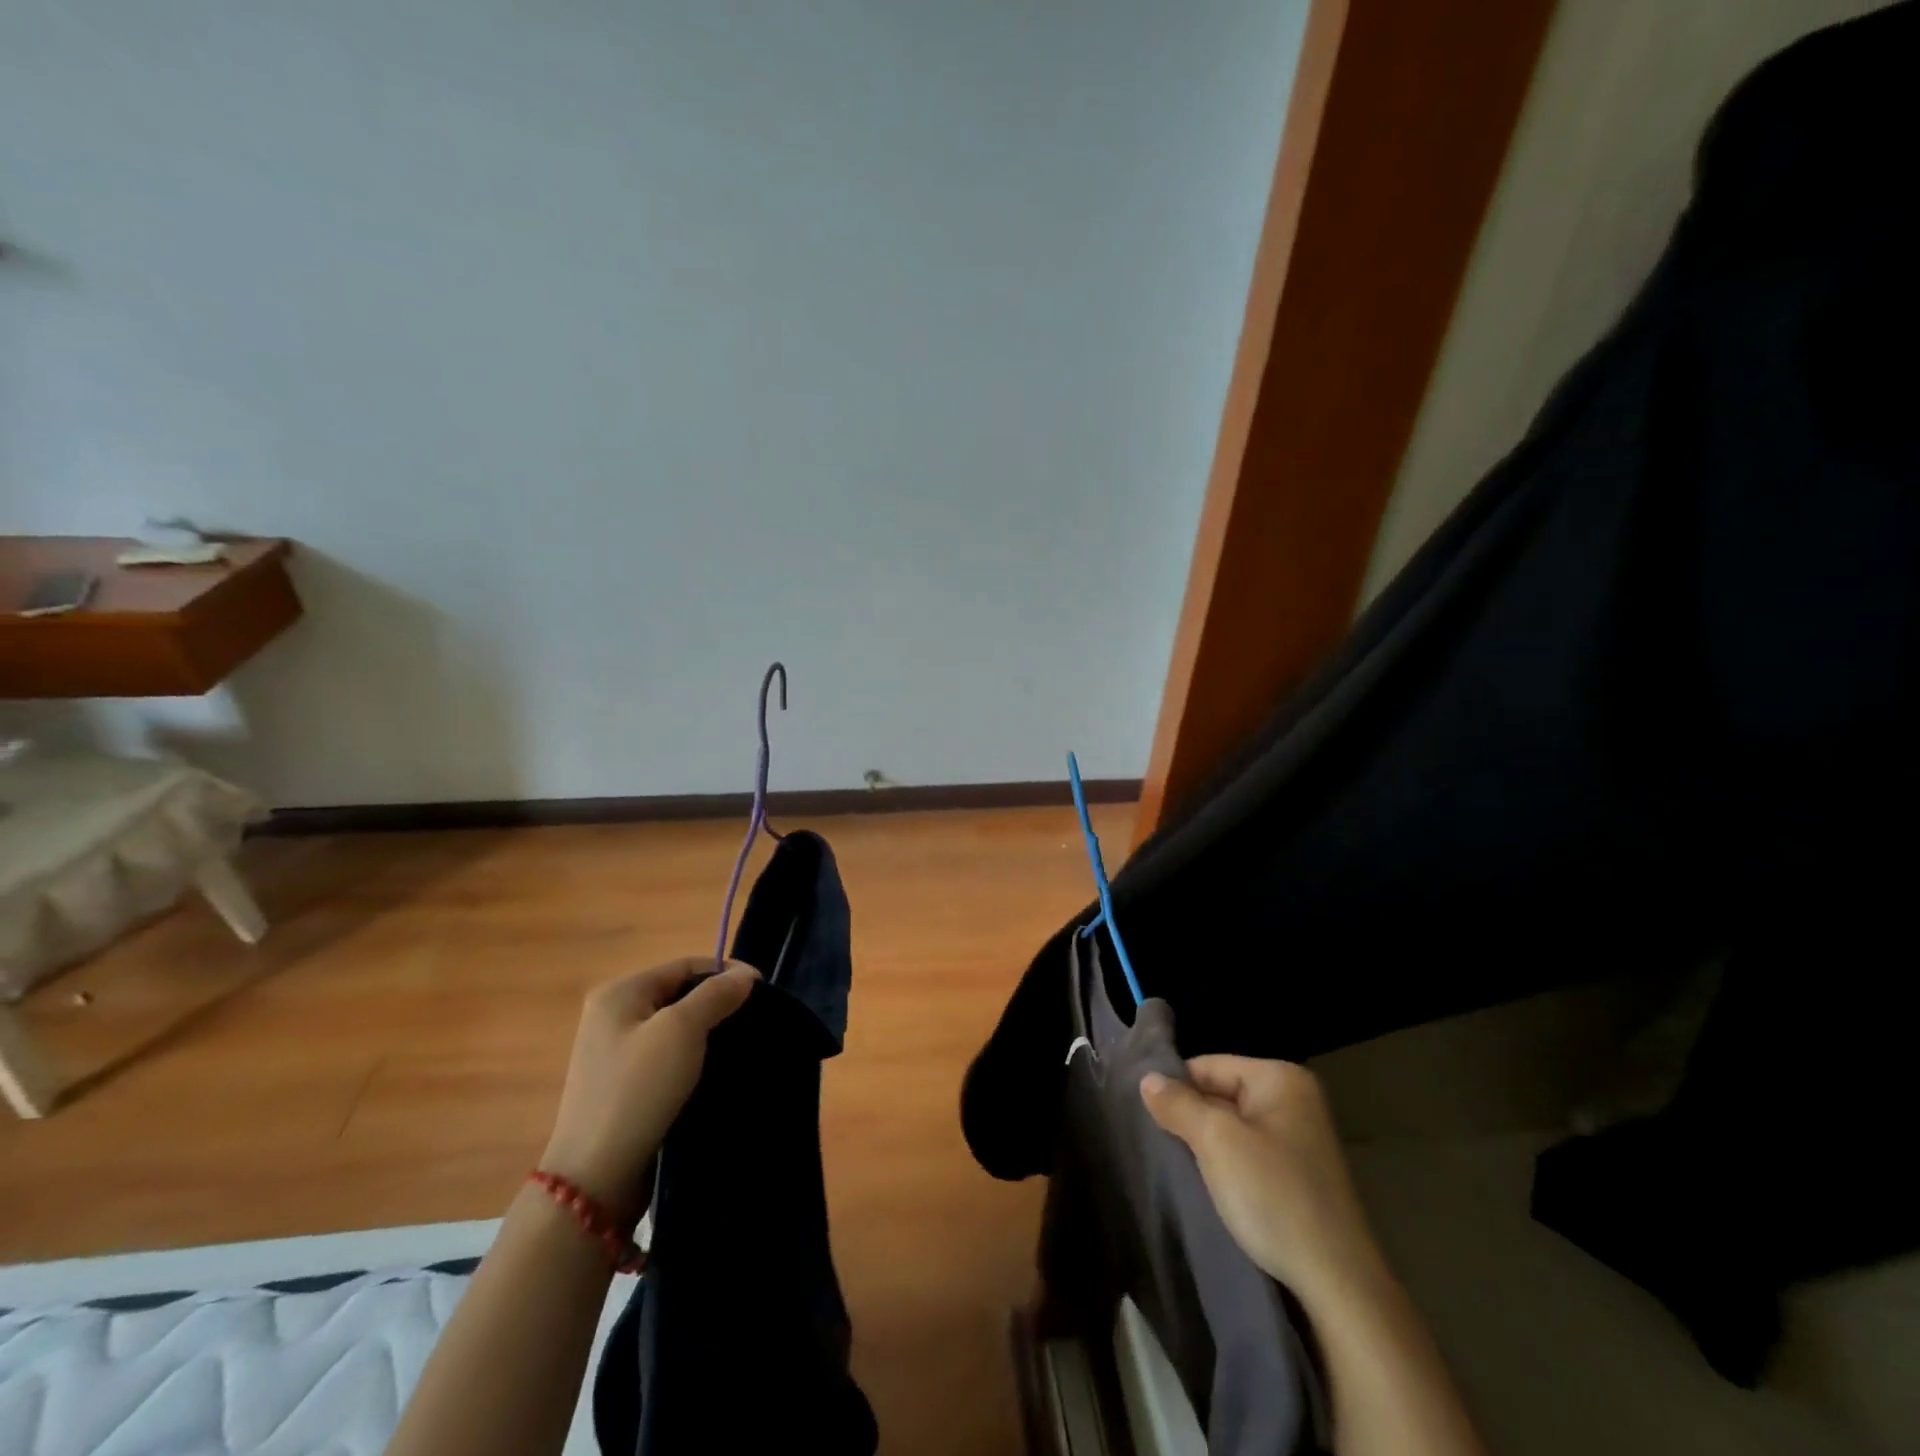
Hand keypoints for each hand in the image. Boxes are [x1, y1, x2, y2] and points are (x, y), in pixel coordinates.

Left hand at [539, 958, 756, 1221]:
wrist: (597, 1177)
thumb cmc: (638, 1090)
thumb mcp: (682, 1031)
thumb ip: (716, 995)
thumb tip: (745, 975)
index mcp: (620, 993)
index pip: (685, 965)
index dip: (726, 972)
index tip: (764, 991)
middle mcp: (613, 1016)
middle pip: (680, 994)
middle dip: (718, 1003)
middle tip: (754, 1021)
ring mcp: (615, 1053)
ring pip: (676, 1028)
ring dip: (708, 1033)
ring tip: (740, 1047)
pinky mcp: (624, 1086)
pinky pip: (668, 1057)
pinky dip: (694, 1059)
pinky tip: (714, 1072)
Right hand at [1141, 1056, 1390, 1315]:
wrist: (1338, 1286)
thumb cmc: (1275, 1197)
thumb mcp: (1217, 1142)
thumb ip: (1179, 1104)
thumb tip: (1146, 1078)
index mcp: (1280, 1078)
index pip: (1208, 1065)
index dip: (1175, 1089)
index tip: (1146, 1118)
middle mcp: (1295, 1099)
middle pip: (1220, 1094)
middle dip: (1190, 1118)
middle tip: (1157, 1144)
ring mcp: (1300, 1139)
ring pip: (1232, 1128)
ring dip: (1206, 1146)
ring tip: (1177, 1166)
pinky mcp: (1300, 1175)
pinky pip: (1249, 1154)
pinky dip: (1226, 1166)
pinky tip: (1209, 1187)